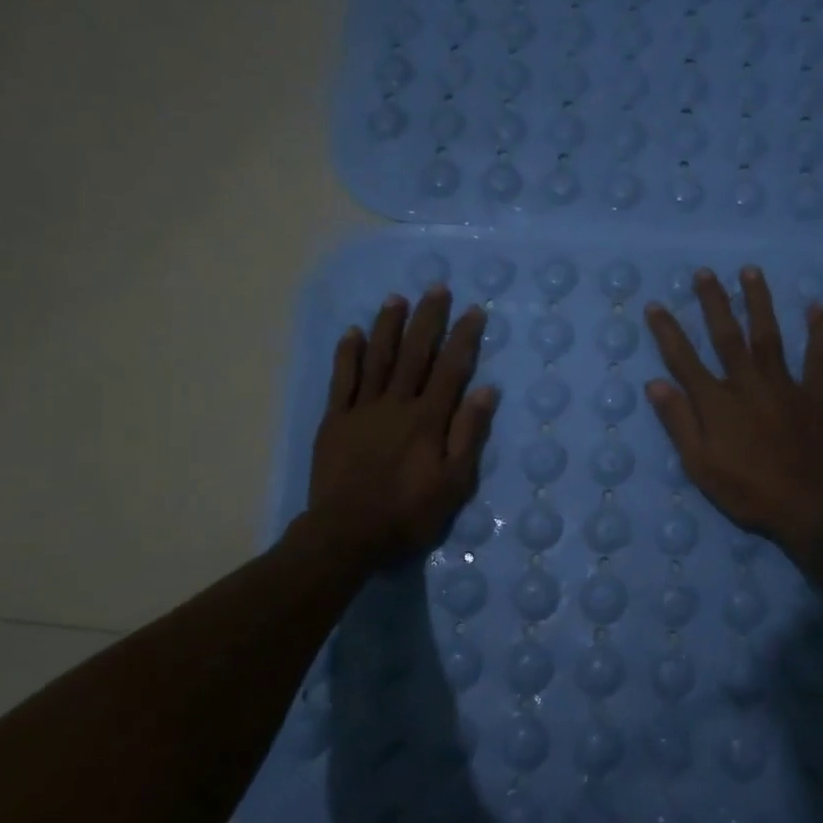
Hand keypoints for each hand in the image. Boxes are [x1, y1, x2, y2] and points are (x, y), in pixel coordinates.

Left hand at [291, 285, 498, 569]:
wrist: (347, 534)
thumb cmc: (409, 513)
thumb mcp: (454, 482)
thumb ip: (469, 434)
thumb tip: (486, 390)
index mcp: (429, 419)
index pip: (452, 369)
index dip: (463, 338)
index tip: (473, 311)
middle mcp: (397, 404)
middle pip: (415, 353)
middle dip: (427, 319)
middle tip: (436, 288)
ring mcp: (363, 409)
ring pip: (378, 358)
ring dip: (388, 326)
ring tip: (397, 299)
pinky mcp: (336, 420)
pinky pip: (342, 379)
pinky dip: (347, 353)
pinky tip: (352, 332)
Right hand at [643, 266, 822, 560]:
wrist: (806, 506)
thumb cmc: (747, 491)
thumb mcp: (700, 465)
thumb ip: (679, 422)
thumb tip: (655, 384)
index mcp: (717, 402)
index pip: (684, 359)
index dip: (668, 331)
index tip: (656, 305)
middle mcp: (748, 383)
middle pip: (727, 335)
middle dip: (714, 302)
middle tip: (704, 273)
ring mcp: (785, 385)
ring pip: (768, 335)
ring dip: (759, 301)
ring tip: (751, 272)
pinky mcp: (815, 394)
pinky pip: (819, 357)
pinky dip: (819, 332)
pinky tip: (816, 308)